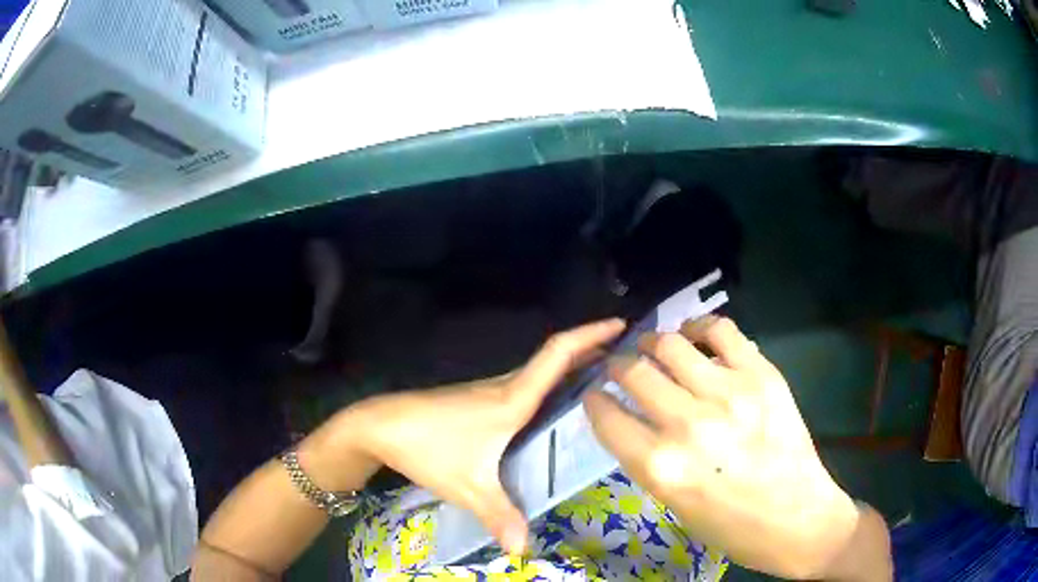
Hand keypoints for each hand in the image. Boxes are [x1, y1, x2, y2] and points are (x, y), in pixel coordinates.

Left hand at [342, 318, 625, 553]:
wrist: (379, 426)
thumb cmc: (426, 447)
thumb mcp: (468, 486)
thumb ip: (500, 516)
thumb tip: (525, 551)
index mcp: (512, 399)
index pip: (558, 354)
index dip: (591, 334)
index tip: (621, 324)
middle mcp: (505, 387)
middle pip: (555, 358)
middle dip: (592, 351)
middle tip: (627, 359)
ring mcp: (489, 392)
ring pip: (539, 372)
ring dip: (571, 367)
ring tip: (603, 380)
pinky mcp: (478, 402)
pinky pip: (526, 386)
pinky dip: (550, 385)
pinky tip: (555, 408)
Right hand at [583, 316, 868, 578]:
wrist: (797, 519)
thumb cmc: (729, 526)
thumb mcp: (673, 503)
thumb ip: (647, 457)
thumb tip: (631, 417)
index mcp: (660, 467)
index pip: (607, 415)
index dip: (594, 400)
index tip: (596, 394)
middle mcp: (688, 425)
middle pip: (634, 372)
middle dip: (618, 367)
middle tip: (621, 368)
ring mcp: (729, 394)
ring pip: (671, 344)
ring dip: (653, 344)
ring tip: (654, 348)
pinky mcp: (762, 375)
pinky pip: (721, 331)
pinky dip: (700, 327)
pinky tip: (694, 336)